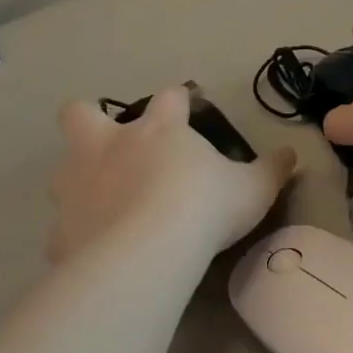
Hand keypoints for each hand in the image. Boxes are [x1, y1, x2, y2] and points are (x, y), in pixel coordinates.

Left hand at [47, 87, 295, 264]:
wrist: (148, 252)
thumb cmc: (204, 207)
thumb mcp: (253, 189)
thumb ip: (272, 170)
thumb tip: (292, 154)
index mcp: (158, 130)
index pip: (170, 98)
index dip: (180, 100)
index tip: (189, 108)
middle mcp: (108, 147)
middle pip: (80, 114)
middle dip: (89, 119)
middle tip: (112, 145)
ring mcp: (78, 186)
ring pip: (64, 171)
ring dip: (81, 182)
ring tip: (106, 207)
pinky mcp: (61, 230)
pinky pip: (64, 230)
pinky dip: (78, 237)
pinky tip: (97, 254)